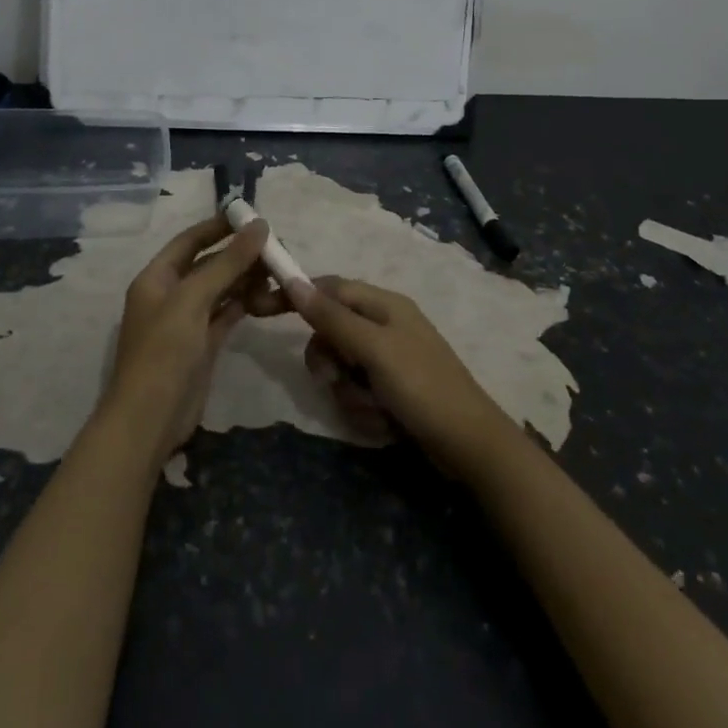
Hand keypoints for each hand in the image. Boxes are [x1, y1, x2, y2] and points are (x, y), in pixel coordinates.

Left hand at [103, 216, 279, 458]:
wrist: (149, 420)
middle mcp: (170, 295)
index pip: (189, 240)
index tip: (251, 216)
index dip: (218, 226)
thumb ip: (227, 262)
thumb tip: (260, 225)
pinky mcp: (202, 345)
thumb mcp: (193, 300)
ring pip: (220, 289)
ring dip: (245, 278)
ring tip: (278, 270)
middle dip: (239, 254)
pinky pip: (226, 313)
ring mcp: (186, 321)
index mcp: (156, 278)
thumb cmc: (163, 351)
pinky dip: (244, 303)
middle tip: (276, 246)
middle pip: (208, 264)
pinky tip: (267, 295)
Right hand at [287, 277, 520, 477]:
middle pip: (329, 332)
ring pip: (340, 367)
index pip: (327, 288)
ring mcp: (388, 360)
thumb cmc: (422, 387)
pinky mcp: (390, 390)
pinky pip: (357, 392)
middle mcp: (384, 326)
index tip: (259, 309)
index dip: (295, 296)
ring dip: (349, 392)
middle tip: (336, 378)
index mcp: (383, 304)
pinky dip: (364, 409)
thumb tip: (293, 281)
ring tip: (374, 409)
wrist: (469, 445)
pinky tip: (385, 423)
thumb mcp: (374, 349)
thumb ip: (332, 317)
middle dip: (329, 360)